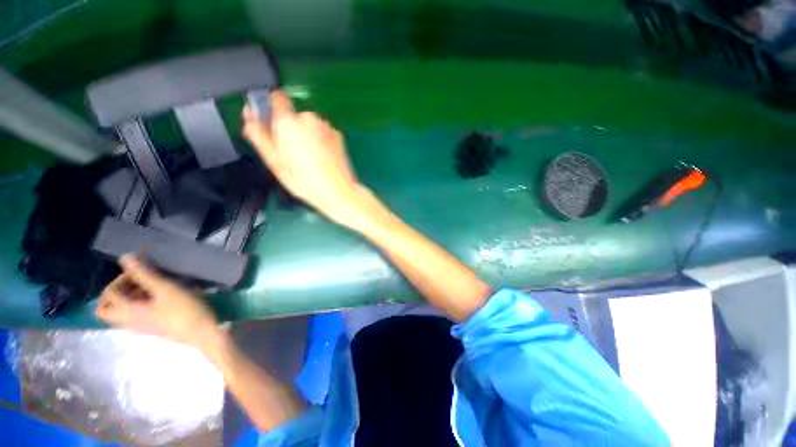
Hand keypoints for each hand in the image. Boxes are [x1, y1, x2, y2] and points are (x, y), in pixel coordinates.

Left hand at [96, 255, 222, 353]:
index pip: (109, 293)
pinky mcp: (150, 327)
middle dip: (117, 291)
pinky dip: (139, 303)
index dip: (121, 278)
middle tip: (136, 281)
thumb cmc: (183, 310)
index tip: (142, 270)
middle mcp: (127, 320)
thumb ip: (144, 274)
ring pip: (120, 311)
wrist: (202, 332)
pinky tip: (160, 297)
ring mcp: (139, 326)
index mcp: (127, 311)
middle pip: (106, 307)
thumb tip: (125, 257)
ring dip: (129, 296)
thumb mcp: (166, 289)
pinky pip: (134, 314)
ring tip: (151, 287)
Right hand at [242, 91, 366, 227]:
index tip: (273, 124)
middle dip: (290, 129)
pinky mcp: (339, 135)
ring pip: (310, 125)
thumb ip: (259, 135)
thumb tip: (248, 115)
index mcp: (288, 122)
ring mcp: (327, 126)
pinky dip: (321, 141)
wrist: (339, 191)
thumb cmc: (304, 181)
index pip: (276, 98)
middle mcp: (309, 118)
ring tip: (310, 159)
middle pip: (294, 116)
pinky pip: (323, 132)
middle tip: (293, 153)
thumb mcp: (275, 162)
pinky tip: (323, 158)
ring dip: (307, 136)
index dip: (272, 108)